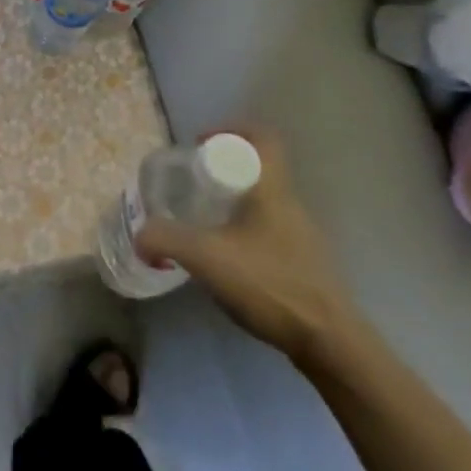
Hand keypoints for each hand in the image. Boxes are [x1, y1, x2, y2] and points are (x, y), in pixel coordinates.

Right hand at [136, 127, 365, 365]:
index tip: (200, 143)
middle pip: (258, 169)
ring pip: (262, 202)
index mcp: (272, 190)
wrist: (329, 341)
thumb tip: (140, 235)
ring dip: (232, 203)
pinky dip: (242, 232)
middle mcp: (290, 205)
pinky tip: (224, 259)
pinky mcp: (303, 264)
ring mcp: (300, 236)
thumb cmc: (271, 284)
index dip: (231, 129)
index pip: (262, 138)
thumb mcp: (206, 257)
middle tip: (190, 185)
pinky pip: (267, 231)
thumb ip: (166, 239)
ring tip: (200, 222)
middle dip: (223, 170)